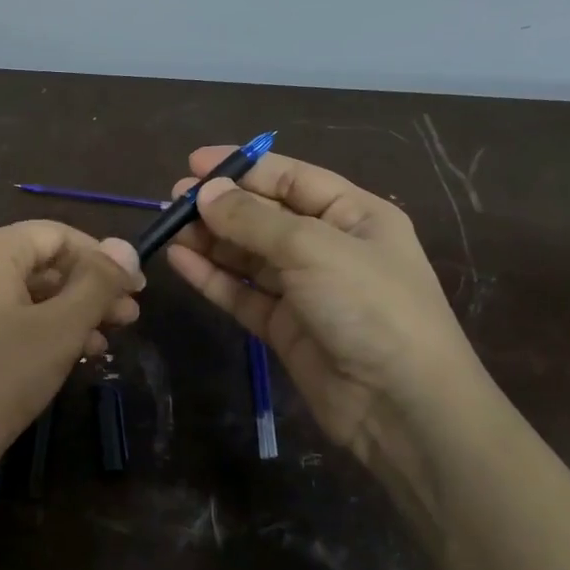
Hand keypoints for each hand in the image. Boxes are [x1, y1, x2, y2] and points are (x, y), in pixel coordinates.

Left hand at [0, 221, 142, 506]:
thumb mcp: (58, 330)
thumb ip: (97, 284)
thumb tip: (126, 246)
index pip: (55, 234)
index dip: (101, 258)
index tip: (136, 290)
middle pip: (37, 262)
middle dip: (87, 288)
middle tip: (127, 320)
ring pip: (18, 293)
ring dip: (65, 312)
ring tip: (102, 344)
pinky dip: (33, 329)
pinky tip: (61, 358)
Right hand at [166, 147, 484, 471]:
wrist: (401, 405)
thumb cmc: (369, 306)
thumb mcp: (313, 248)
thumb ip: (254, 219)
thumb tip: (206, 192)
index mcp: (354, 215)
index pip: (292, 178)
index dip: (244, 168)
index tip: (194, 164)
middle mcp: (330, 247)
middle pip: (266, 216)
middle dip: (221, 205)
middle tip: (174, 199)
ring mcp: (306, 289)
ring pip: (249, 255)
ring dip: (211, 240)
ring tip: (168, 228)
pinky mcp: (284, 327)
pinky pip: (242, 293)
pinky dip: (212, 277)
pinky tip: (180, 261)